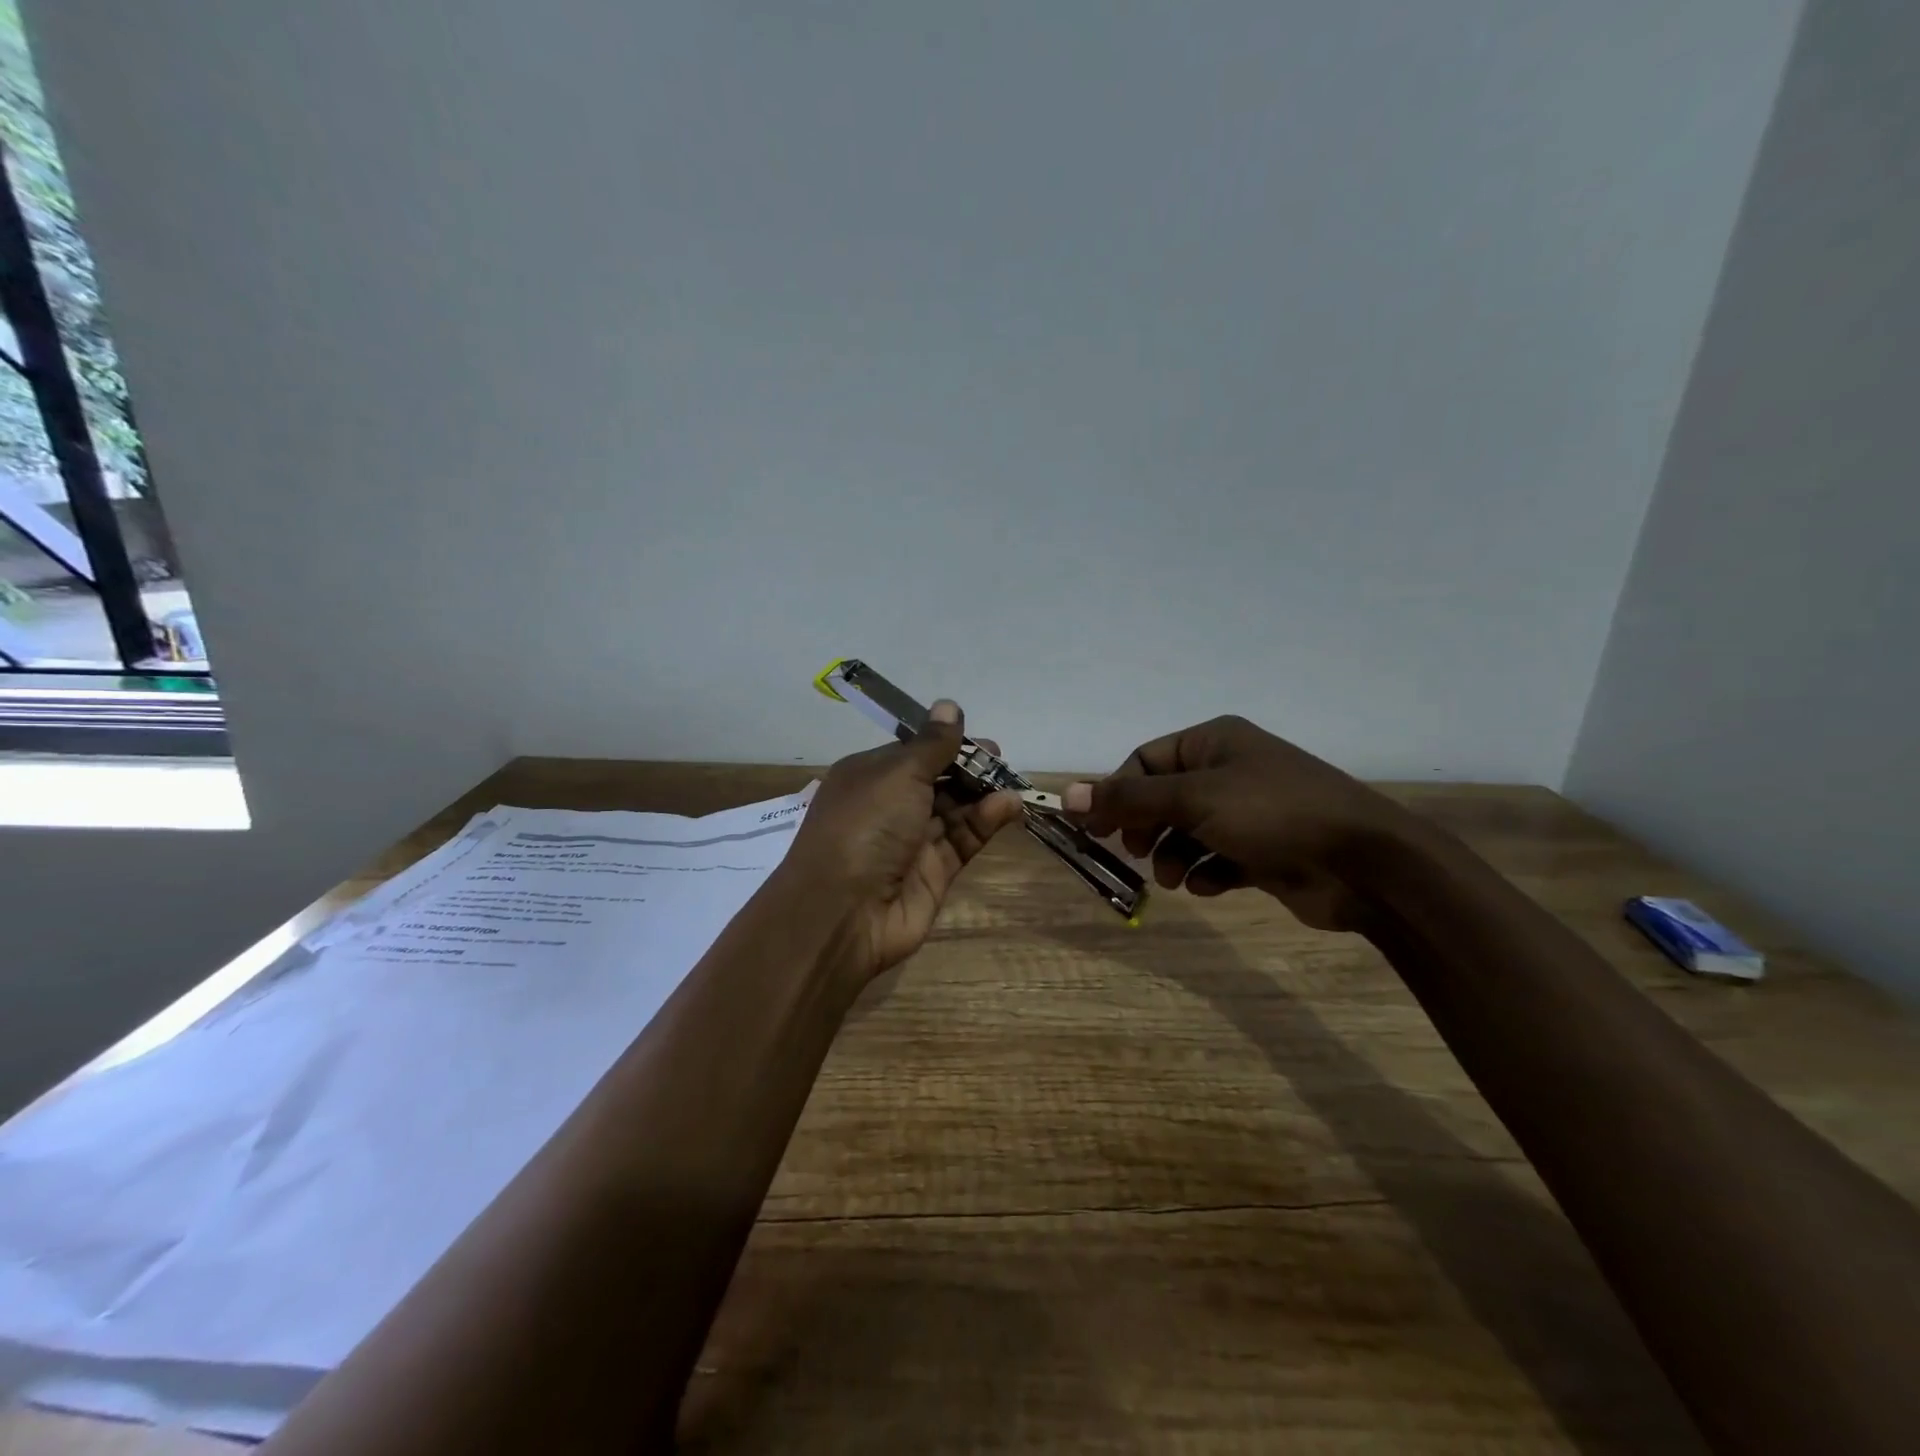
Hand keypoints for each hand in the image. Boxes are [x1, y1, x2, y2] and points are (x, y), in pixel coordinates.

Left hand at [784, 700, 1025, 979]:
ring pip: (954, 810)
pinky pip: (963, 840)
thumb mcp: (898, 773)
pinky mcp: (933, 873)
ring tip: (1013, 781)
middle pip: (937, 780)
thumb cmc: (865, 826)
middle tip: (1000, 759)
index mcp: (869, 776)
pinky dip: (985, 822)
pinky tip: (1009, 806)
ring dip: (982, 794)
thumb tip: (949, 705)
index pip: (913, 752)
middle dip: (969, 768)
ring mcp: (911, 841)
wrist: (843, 912)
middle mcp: (888, 806)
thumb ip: (932, 744)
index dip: (945, 743)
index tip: (977, 737)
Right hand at [1064, 715, 1428, 931]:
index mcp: (1213, 741)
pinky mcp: (1264, 849)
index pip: (1145, 761)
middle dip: (1146, 828)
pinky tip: (1212, 885)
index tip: (1095, 827)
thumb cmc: (1272, 813)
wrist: (1365, 863)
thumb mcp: (1193, 798)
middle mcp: (1229, 769)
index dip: (1116, 792)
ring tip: (1176, 878)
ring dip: (1173, 855)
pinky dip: (1207, 872)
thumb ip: (1128, 798)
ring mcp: (1249, 810)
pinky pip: (1217, 857)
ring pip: (1188, 831)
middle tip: (1134, 852)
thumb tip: (1064, 793)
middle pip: (1164, 797)